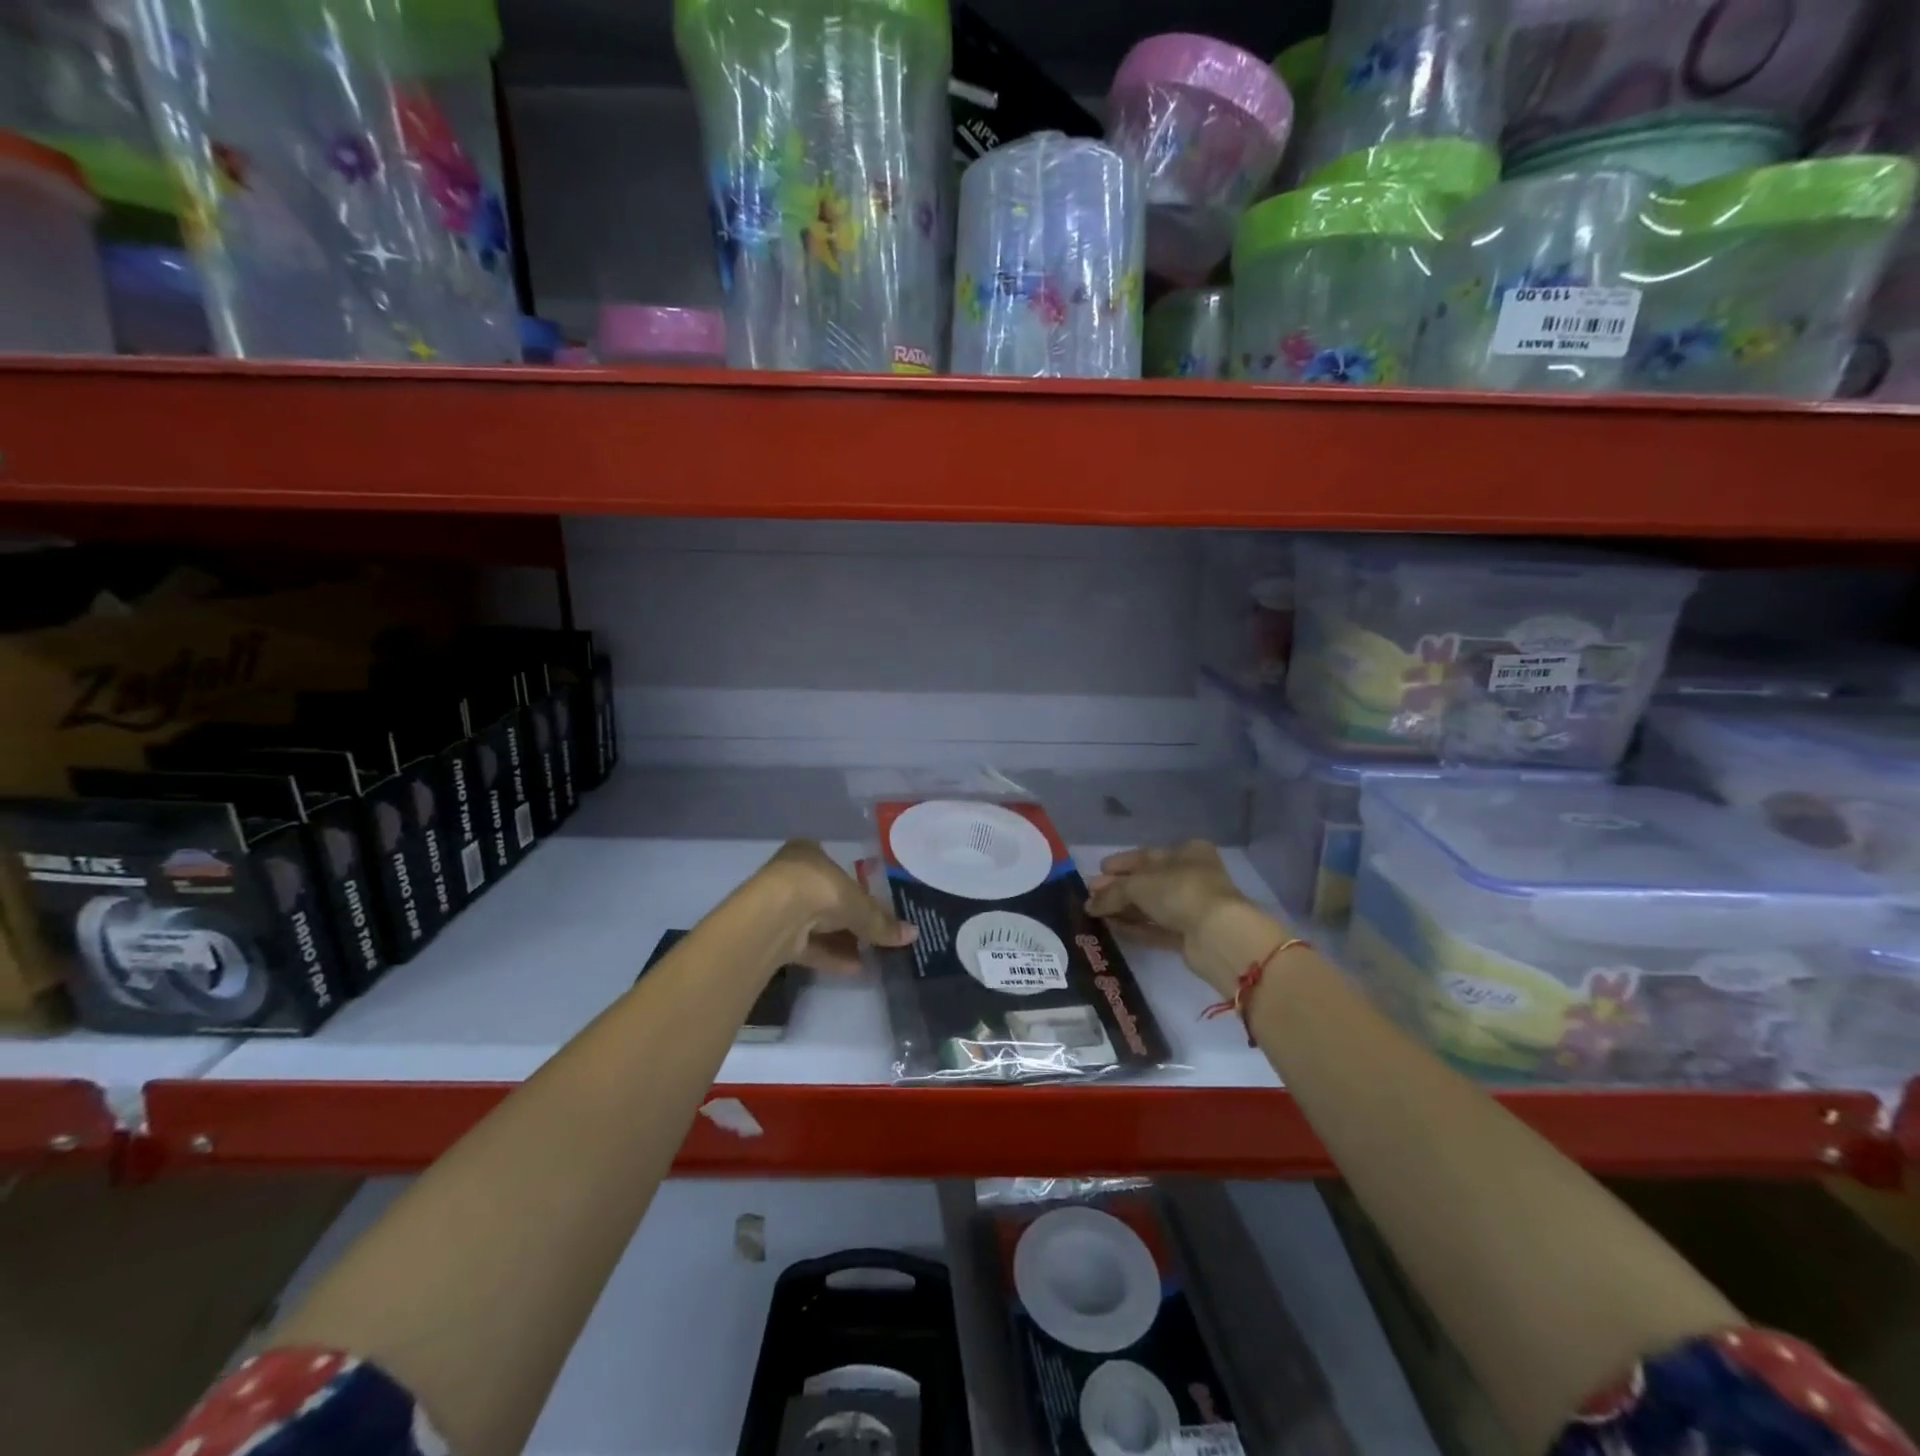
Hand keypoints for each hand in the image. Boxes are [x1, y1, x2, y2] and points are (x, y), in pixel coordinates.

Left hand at [759, 840, 916, 975]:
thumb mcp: (860, 904)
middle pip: (828, 899)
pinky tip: (856, 969)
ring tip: (872, 958)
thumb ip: (882, 921)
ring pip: (817, 925)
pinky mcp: (774, 937)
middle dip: (851, 920)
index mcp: (808, 853)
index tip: (875, 907)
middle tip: (876, 935)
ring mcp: (780, 907)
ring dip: (843, 941)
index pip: (837, 869)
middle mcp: (791, 876)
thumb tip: (913, 934)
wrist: (774, 917)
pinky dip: (831, 956)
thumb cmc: (820, 890)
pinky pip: (809, 946)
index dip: (858, 889)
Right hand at [1086, 841, 1253, 995]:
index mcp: (1187, 852)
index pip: (1146, 855)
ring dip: (1125, 908)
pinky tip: (1114, 927)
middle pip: (1148, 881)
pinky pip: (1157, 928)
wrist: (1218, 935)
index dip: (1120, 863)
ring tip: (1096, 913)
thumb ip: (1111, 892)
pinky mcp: (1191, 934)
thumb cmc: (1179, 891)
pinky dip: (1136, 927)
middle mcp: (1192, 875)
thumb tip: (1089, 903)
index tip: (1098, 871)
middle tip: (1091, 895)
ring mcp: (1193, 907)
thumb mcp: (1138, 884)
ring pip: (1152, 905)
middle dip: (1119, 888)